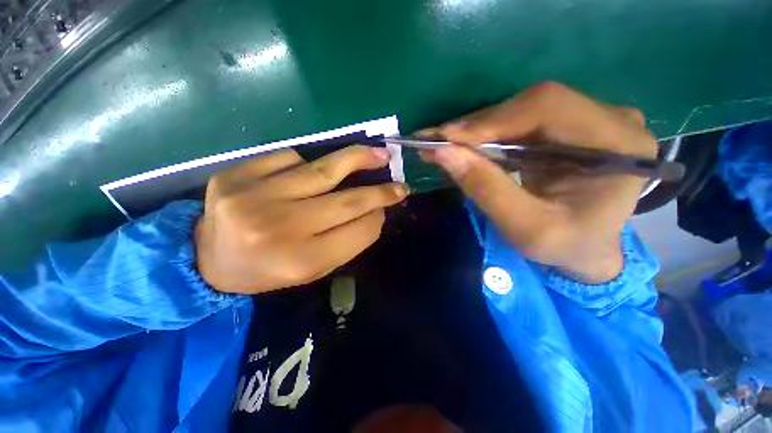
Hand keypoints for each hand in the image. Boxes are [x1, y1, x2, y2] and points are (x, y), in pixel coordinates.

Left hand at [195, 146, 407, 293]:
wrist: (207, 260)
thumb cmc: (269, 269)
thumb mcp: (313, 268)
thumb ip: (347, 241)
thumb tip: (375, 211)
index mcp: (302, 261)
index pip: (359, 231)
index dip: (379, 216)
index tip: (390, 205)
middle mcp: (282, 228)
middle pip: (348, 201)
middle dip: (380, 191)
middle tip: (399, 182)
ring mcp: (255, 198)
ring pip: (322, 170)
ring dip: (357, 159)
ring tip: (377, 153)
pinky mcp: (236, 175)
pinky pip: (289, 158)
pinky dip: (306, 162)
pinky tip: (308, 171)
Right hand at [421, 82, 655, 282]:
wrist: (587, 248)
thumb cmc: (566, 246)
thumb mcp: (526, 229)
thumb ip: (487, 189)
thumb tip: (444, 152)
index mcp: (618, 143)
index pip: (549, 108)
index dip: (492, 120)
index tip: (446, 138)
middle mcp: (610, 118)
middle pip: (532, 104)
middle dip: (477, 125)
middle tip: (434, 141)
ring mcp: (589, 118)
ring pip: (520, 111)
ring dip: (476, 130)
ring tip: (441, 144)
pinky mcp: (566, 126)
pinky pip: (519, 122)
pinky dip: (485, 134)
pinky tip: (462, 145)